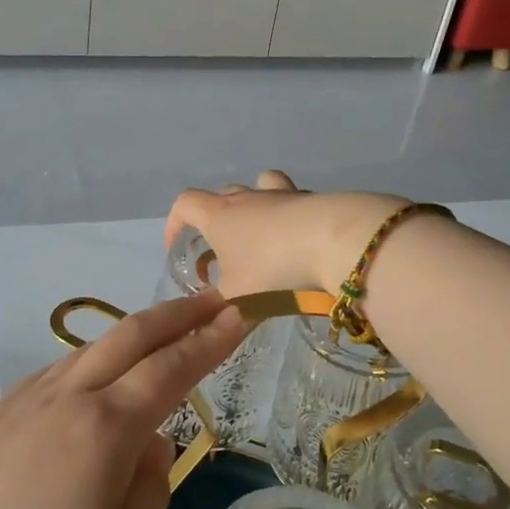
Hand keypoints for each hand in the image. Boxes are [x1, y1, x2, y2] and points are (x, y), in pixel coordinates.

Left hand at [0, 293, 249, 508]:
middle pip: (131, 334)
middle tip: (212, 301)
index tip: (240, 313)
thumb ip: (151, 486)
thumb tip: (151, 442)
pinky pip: (58, 371)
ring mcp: (27, 398)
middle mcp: (69, 396)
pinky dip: (92, 361)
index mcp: (107, 428)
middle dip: (178, 312)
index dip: (210, 338)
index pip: (172, 367)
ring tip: (162, 338)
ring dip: (134, 334)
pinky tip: (97, 381)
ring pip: (92, 348)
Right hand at [164, 170, 412, 296]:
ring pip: (260, 186)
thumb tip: (212, 321)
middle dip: (216, 218)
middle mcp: (247, 197)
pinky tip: (299, 241)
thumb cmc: (272, 268)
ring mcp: (281, 195)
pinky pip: (293, 201)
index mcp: (218, 215)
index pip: (184, 204)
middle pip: (222, 195)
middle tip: (223, 248)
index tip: (178, 245)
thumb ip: (222, 308)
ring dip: (256, 206)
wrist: (334, 241)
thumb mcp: (239, 298)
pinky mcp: (312, 200)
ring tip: (262, 236)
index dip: (175, 222)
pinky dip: (290, 216)